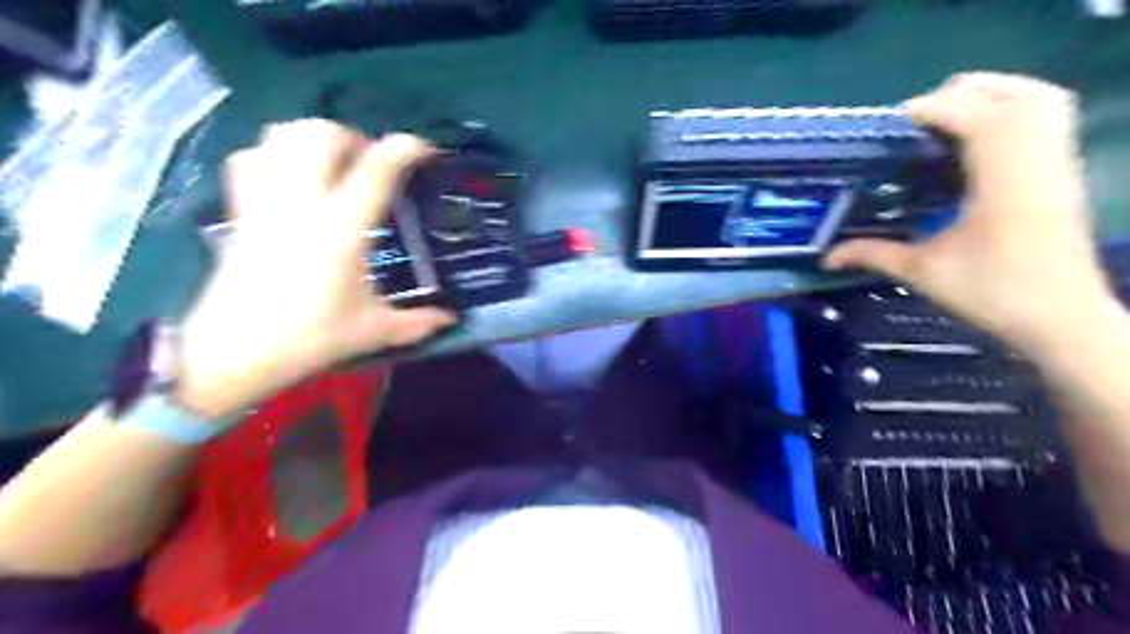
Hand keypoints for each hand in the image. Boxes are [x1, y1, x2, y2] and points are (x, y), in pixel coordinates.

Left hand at [176, 119, 453, 420]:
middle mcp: (303, 203)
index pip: (377, 168)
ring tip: (335, 164)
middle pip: (322, 134)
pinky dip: (273, 153)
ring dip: (314, 138)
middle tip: (373, 165)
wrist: (233, 353)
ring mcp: (266, 202)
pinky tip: (291, 175)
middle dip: (355, 137)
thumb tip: (451, 318)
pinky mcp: (241, 211)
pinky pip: (250, 159)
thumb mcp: (374, 330)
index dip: (405, 149)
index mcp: (343, 229)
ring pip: (282, 136)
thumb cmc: (310, 338)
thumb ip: (418, 322)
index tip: (425, 152)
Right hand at [824, 72, 1109, 358]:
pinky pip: (1045, 119)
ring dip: (991, 97)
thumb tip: (827, 257)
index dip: (931, 108)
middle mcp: (1036, 159)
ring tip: (946, 123)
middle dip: (960, 94)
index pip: (974, 115)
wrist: (1062, 318)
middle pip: (1011, 93)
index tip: (892, 125)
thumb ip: (873, 254)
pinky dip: (1010, 114)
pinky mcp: (1064, 172)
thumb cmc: (993, 293)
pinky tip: (976, 143)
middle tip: (917, 123)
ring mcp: (1056, 163)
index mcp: (1002, 180)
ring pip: (1037, 98)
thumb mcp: (923, 272)